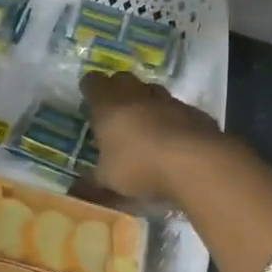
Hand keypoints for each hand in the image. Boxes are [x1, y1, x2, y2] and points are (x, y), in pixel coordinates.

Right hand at [81, 70, 225, 203]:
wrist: (195, 163)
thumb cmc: (139, 166)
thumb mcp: (108, 181)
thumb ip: (91, 183)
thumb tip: (75, 191)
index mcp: (109, 104)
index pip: (93, 82)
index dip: (90, 89)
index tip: (88, 99)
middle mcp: (137, 94)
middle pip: (123, 79)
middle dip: (117, 91)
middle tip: (114, 111)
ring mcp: (169, 100)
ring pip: (152, 91)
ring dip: (147, 103)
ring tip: (144, 125)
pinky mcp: (194, 112)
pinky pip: (178, 110)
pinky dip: (173, 120)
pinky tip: (173, 140)